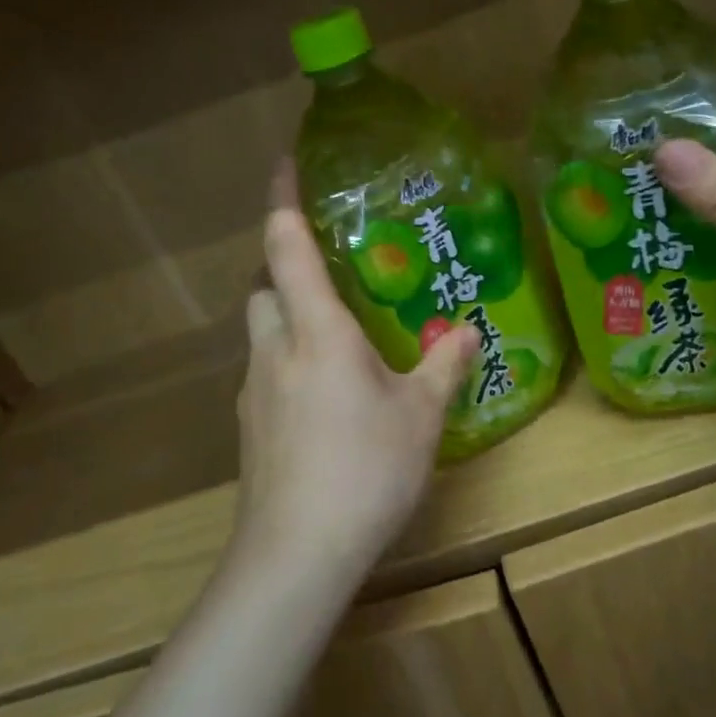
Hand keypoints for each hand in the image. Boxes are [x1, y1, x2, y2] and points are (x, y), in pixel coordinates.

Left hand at [232, 187, 478, 582]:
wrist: (297, 552)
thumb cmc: (365, 469)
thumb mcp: (420, 416)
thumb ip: (443, 366)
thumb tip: (466, 331)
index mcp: (316, 331)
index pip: (287, 247)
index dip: (283, 200)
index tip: (285, 164)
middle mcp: (275, 350)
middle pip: (263, 288)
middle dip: (285, 269)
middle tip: (332, 277)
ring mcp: (253, 391)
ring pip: (262, 333)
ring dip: (287, 320)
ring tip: (336, 340)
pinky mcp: (249, 430)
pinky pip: (265, 374)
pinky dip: (288, 366)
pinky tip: (324, 400)